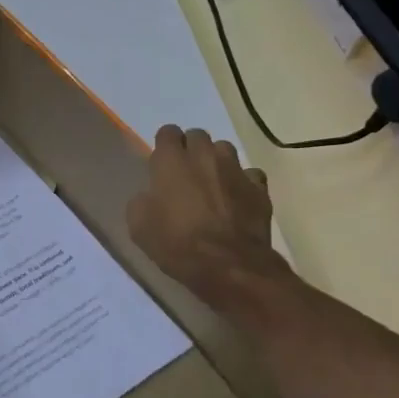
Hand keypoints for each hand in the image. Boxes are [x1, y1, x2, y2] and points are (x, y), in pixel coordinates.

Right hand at [127, 125, 298, 310]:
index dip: (163, 145)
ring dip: (216, 161)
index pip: (167, 132)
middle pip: (197, 135)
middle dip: (190, 149)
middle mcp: (204, 156)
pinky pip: (250, 174)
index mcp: (171, 161)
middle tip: (185, 173)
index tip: (160, 164)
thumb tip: (150, 196)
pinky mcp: (259, 189)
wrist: (229, 266)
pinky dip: (242, 182)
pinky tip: (237, 199)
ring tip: (212, 182)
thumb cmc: (177, 244)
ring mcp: (235, 170)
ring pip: (225, 149)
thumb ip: (142, 201)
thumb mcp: (139, 226)